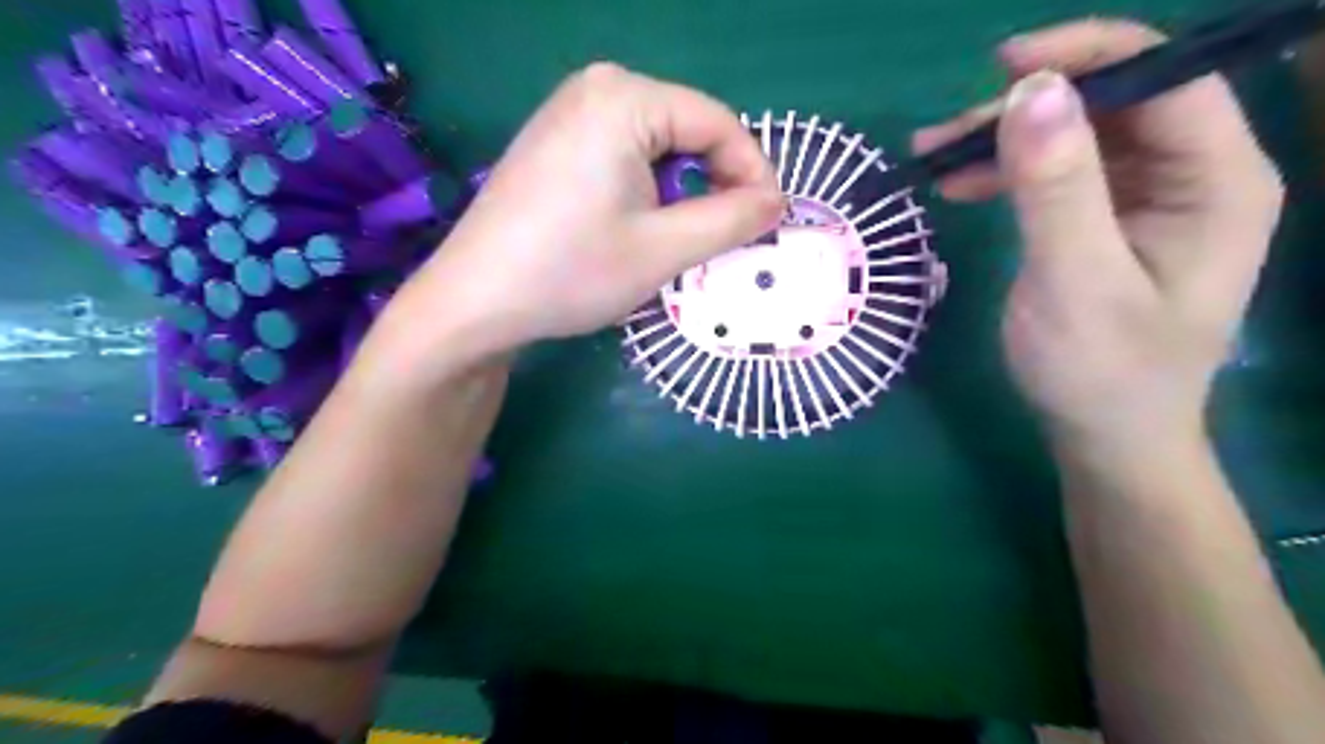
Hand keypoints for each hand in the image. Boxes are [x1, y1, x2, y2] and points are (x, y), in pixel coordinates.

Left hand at [399, 62, 777, 357]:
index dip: (753, 173)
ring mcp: (569, 112)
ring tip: (680, 241)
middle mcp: (596, 88)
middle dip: (715, 184)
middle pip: (687, 130)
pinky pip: (624, 155)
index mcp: (625, 98)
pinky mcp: (555, 141)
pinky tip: (637, 228)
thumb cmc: (571, 272)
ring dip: (682, 192)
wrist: (474, 302)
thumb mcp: (664, 249)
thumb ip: (732, 220)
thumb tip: (776, 202)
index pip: (718, 123)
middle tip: (726, 239)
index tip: (769, 223)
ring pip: (658, 147)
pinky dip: (648, 190)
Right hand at [917, 21, 1278, 449]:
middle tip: (946, 136)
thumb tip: (1030, 92)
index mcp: (1217, 181)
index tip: (1002, 67)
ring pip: (1075, 136)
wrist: (1104, 436)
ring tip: (934, 160)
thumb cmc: (1101, 371)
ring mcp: (1146, 199)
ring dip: (1004, 142)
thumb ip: (1057, 188)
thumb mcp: (1075, 282)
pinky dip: (1005, 173)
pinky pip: (1056, 174)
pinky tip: (960, 186)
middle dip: (1026, 110)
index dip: (1087, 56)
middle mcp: (1191, 176)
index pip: (1165, 78)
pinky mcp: (1105, 221)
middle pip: (1112, 104)